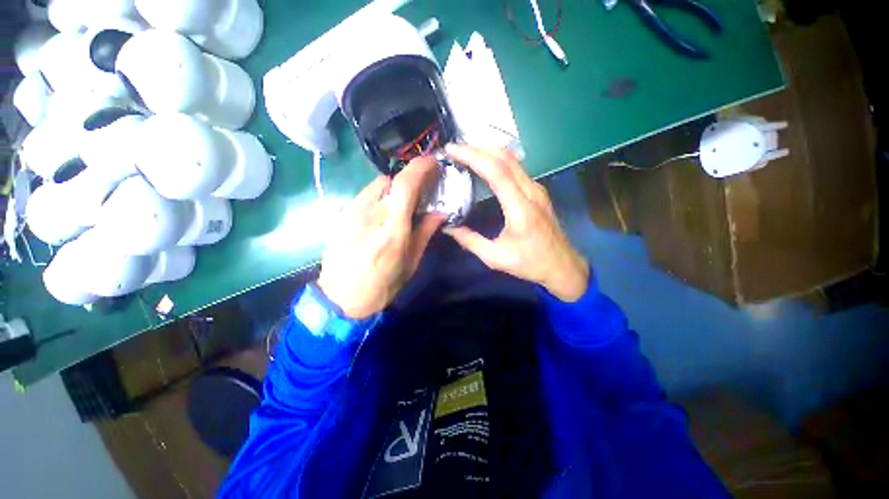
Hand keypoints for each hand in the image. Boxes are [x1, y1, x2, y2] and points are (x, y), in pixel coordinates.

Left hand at [317, 156, 444, 318]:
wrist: (341, 298)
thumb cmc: (382, 285)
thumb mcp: (411, 263)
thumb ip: (425, 233)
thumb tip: (440, 212)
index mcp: (392, 230)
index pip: (405, 186)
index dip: (420, 168)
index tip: (433, 162)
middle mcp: (370, 215)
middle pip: (390, 180)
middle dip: (408, 178)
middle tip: (420, 187)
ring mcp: (351, 213)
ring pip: (376, 185)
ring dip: (393, 186)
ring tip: (400, 201)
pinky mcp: (341, 216)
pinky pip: (364, 195)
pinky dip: (378, 195)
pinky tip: (381, 211)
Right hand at [442, 145, 588, 301]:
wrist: (562, 266)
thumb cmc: (529, 263)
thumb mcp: (495, 257)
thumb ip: (470, 241)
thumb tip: (447, 227)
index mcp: (520, 208)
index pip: (496, 171)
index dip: (473, 156)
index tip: (452, 150)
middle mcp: (531, 192)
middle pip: (505, 157)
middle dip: (477, 148)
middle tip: (455, 149)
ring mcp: (537, 189)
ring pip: (512, 159)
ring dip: (487, 152)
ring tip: (465, 154)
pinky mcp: (538, 191)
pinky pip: (516, 168)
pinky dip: (497, 161)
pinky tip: (484, 166)